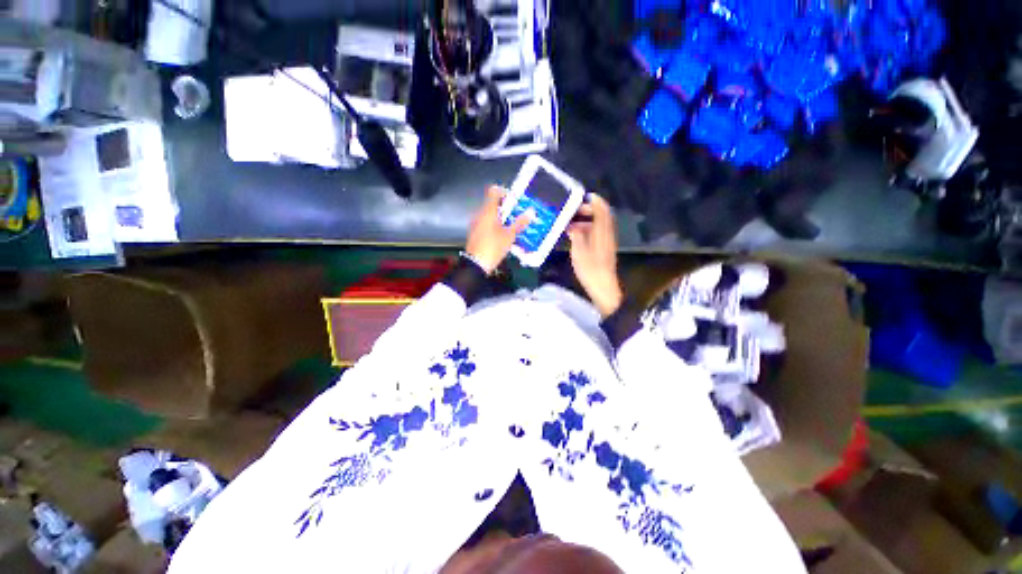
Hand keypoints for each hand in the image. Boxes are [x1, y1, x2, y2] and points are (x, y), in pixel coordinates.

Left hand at [465, 186, 531, 274]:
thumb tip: (531, 212)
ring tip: (513, 225)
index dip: (505, 192)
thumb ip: (519, 223)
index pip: (494, 191)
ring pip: (490, 214)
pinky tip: (504, 234)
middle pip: (493, 203)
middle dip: (506, 207)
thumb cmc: (493, 247)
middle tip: (518, 214)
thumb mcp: (509, 236)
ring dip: (501, 217)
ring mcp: (476, 223)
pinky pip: (486, 223)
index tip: (515, 200)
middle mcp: (480, 214)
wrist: (476, 264)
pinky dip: (495, 225)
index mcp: (488, 211)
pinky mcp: (475, 232)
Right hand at [568, 194, 623, 317]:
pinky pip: (598, 233)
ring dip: (588, 220)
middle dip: (589, 210)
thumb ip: (576, 234)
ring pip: (600, 225)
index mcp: (601, 231)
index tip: (584, 196)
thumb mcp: (579, 250)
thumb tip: (572, 225)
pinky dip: (589, 229)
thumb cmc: (590, 268)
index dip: (595, 201)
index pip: (602, 210)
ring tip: (573, 223)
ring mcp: (607, 242)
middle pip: (602, 216)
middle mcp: (607, 234)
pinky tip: (579, 235)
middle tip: (574, 211)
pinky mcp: (605, 249)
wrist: (603, 286)